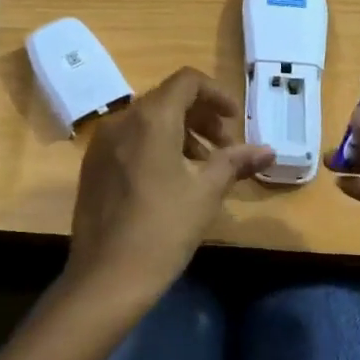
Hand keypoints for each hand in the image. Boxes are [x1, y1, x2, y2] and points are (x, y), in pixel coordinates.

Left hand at [62, 67, 274, 308]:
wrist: (106, 278)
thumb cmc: (163, 229)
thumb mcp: (206, 193)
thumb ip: (235, 162)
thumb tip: (267, 150)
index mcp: (151, 118)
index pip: (187, 81)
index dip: (216, 94)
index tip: (235, 121)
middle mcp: (122, 120)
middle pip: (167, 99)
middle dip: (201, 117)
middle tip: (225, 148)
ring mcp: (102, 144)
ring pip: (147, 120)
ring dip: (180, 132)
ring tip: (202, 167)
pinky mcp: (92, 167)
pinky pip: (129, 140)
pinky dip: (155, 146)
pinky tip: (170, 181)